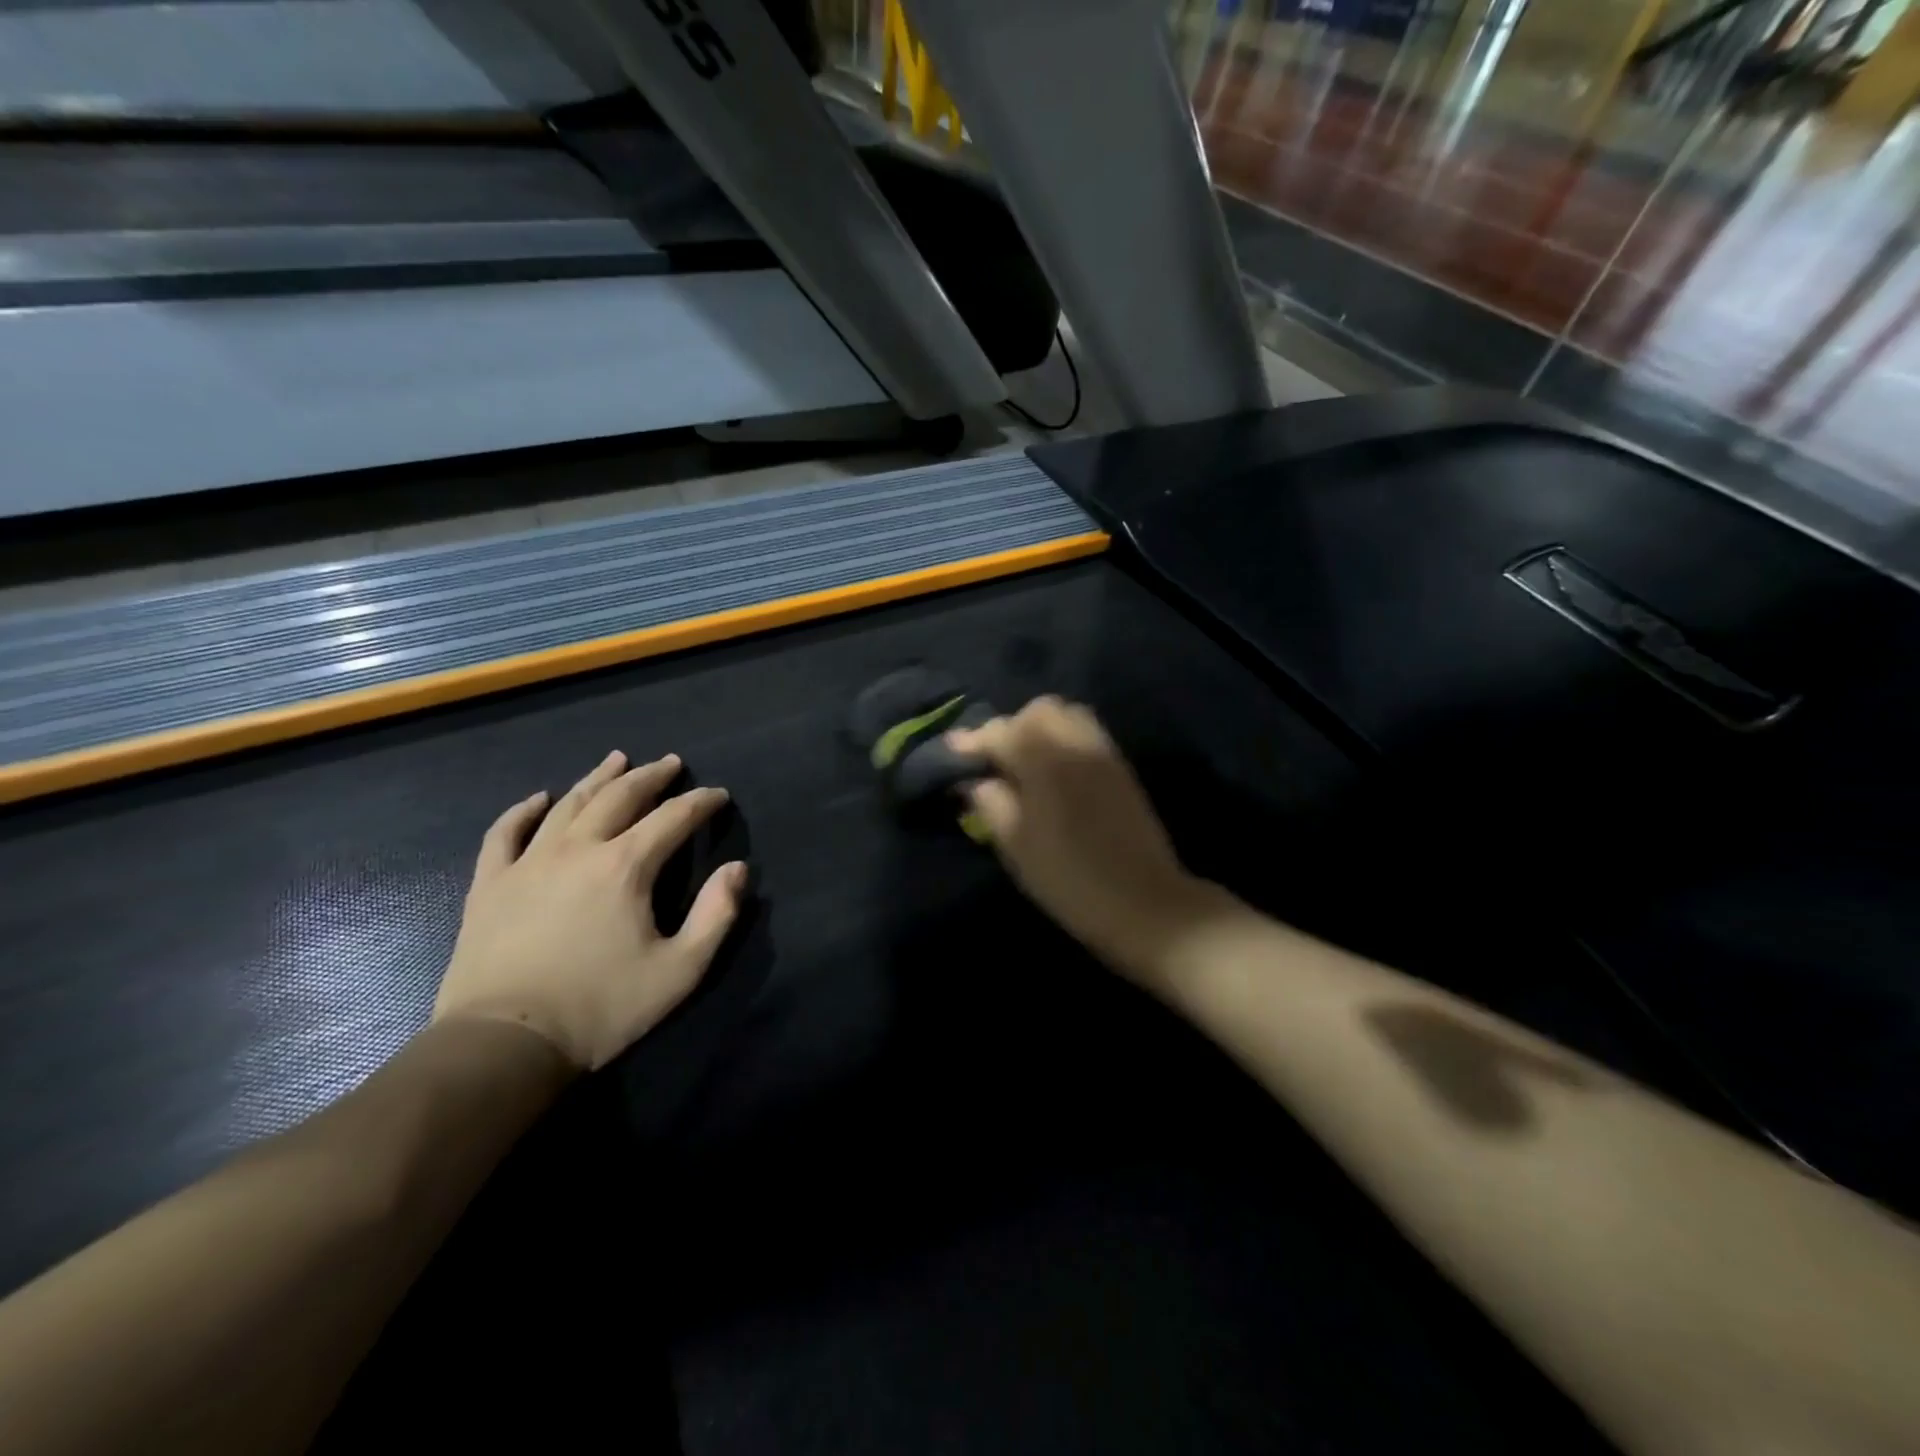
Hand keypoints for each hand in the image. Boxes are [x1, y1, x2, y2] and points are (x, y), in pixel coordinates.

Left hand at [433, 750, 747, 1071]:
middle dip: (651, 777)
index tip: (718, 795)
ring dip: (598, 779)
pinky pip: (504, 834)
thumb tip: (737, 869)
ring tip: (617, 760)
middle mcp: (578, 849)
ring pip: (568, 805)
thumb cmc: (601, 1008)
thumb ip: (716, 915)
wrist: (503, 1045)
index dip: (700, 802)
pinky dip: (523, 811)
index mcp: (626, 866)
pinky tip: (538, 799)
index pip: (673, 818)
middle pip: (620, 797)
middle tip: (670, 763)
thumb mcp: (680, 970)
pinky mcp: (490, 885)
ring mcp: (528, 863)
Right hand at [949, 698, 1219, 986]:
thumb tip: (975, 780)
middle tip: (996, 760)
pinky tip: (1055, 772)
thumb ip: (991, 804)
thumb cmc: (1070, 881)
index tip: (954, 751)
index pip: (1002, 732)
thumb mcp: (1017, 847)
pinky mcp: (1121, 769)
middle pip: (1039, 711)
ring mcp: (1104, 754)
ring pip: (1067, 716)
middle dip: (1011, 726)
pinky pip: (1087, 733)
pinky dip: (1063, 739)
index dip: (973, 740)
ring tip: (1025, 763)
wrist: (1144, 903)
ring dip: (1040, 728)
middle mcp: (1076, 745)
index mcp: (1045, 762)